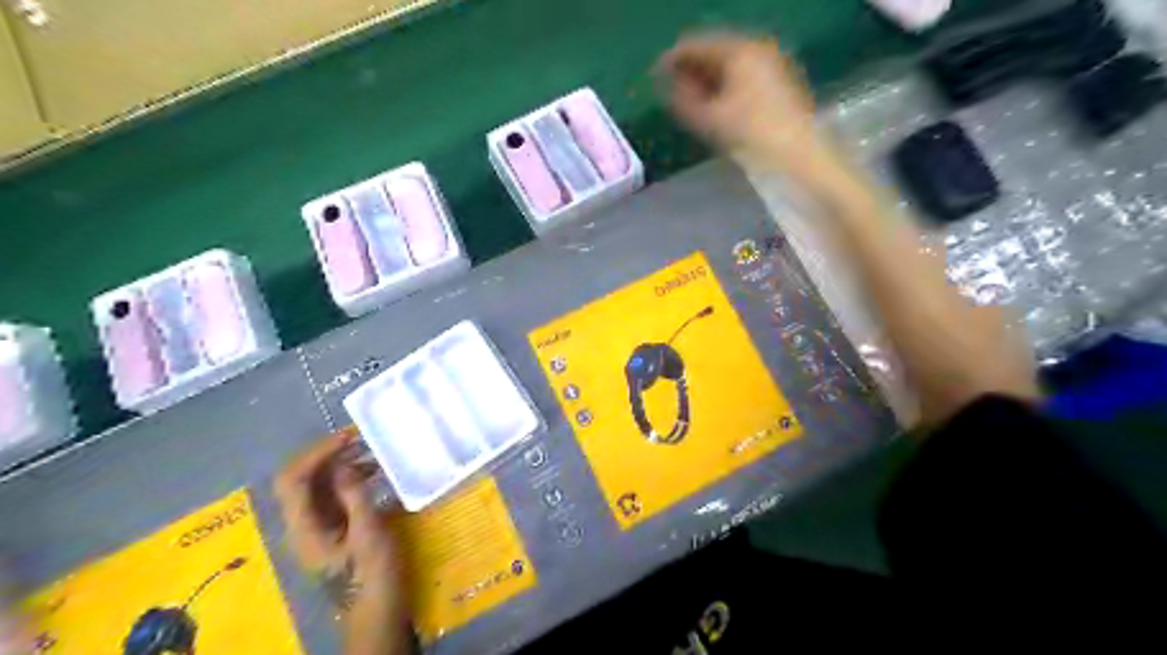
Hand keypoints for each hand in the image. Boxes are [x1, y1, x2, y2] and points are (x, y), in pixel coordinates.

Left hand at [273, 429, 406, 604]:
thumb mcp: (368, 533)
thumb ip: (354, 496)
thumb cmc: (373, 574)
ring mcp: (317, 526)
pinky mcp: (333, 527)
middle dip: (329, 454)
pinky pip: (334, 494)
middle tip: (363, 440)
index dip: (317, 453)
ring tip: (375, 453)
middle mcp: (303, 523)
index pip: (293, 479)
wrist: (377, 609)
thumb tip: (343, 464)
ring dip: (342, 464)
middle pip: (303, 478)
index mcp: (304, 527)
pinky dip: (351, 478)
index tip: (349, 437)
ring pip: (319, 485)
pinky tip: (376, 474)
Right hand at [656, 34, 819, 164]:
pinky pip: (743, 76)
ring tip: (688, 100)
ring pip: (729, 65)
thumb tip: (666, 86)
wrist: (798, 154)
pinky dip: (724, 86)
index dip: (672, 59)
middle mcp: (757, 48)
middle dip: (690, 69)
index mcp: (739, 50)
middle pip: (714, 52)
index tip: (653, 76)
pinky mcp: (779, 83)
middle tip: (669, 89)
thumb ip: (683, 99)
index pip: (697, 45)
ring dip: (706, 79)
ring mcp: (771, 64)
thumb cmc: (751, 134)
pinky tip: (714, 105)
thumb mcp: (710, 119)